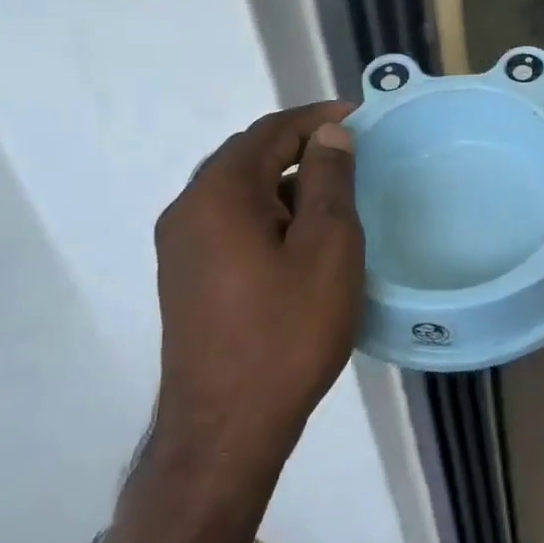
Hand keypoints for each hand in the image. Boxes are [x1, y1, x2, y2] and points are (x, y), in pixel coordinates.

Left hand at [152, 102, 363, 457]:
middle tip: (353, 151)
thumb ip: (329, 181)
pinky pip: (231, 221)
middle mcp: (188, 210)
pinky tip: (302, 236)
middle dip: (301, 146)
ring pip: (240, 190)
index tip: (362, 116)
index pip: (271, 131)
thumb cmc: (287, 332)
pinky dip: (269, 212)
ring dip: (286, 180)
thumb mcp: (327, 248)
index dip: (318, 117)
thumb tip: (329, 134)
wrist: (226, 427)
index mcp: (219, 194)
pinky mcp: (188, 276)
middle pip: (249, 155)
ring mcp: (181, 246)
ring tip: (335, 193)